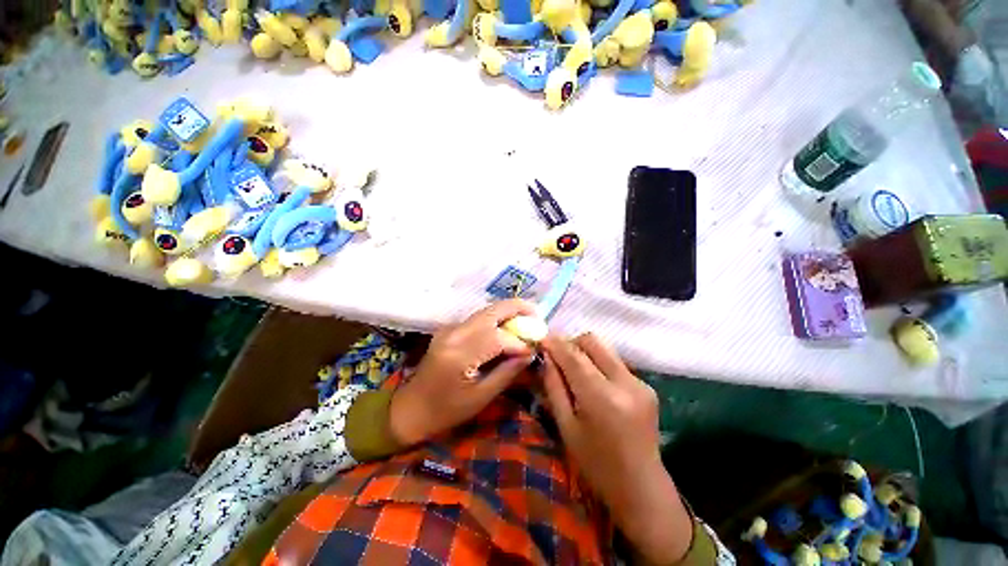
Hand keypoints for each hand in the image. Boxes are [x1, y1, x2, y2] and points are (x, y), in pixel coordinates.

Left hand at [389, 299, 534, 446]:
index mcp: (460, 354)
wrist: (411, 408)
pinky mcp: (450, 329)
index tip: (535, 347)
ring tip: (527, 322)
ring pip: (486, 311)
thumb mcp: (481, 396)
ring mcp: (450, 328)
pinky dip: (497, 320)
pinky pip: (479, 319)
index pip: (498, 337)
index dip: (520, 340)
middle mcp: (454, 333)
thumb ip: (508, 371)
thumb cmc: (446, 410)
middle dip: (518, 308)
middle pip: (492, 311)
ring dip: (508, 313)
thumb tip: (530, 352)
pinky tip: (508, 328)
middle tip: (537, 316)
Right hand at [541, 333, 692, 564]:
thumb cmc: (596, 463)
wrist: (641, 487)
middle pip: (592, 341)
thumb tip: (546, 357)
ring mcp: (640, 382)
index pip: (573, 356)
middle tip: (557, 355)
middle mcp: (624, 382)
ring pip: (605, 349)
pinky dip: (598, 364)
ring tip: (572, 368)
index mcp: (601, 397)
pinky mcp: (647, 386)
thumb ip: (554, 386)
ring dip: (584, 352)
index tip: (541, 339)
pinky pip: (615, 362)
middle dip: (571, 342)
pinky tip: (592, 382)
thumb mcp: (566, 426)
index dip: (555, 343)